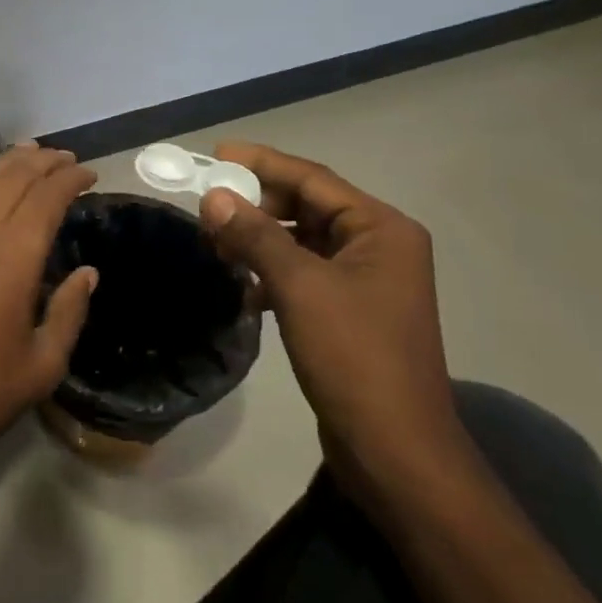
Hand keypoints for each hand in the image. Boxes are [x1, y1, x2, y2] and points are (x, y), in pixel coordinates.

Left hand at [0, 145, 97, 519]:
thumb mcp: (42, 364)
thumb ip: (69, 311)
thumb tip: (86, 272)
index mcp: (12, 256)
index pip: (45, 197)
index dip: (70, 178)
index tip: (90, 173)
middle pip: (12, 177)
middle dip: (42, 161)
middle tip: (67, 159)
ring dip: (9, 163)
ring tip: (33, 155)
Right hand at [199, 144, 469, 513]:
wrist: (394, 449)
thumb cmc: (354, 356)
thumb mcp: (299, 288)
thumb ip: (255, 236)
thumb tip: (213, 197)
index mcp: (380, 229)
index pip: (312, 178)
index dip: (261, 163)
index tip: (215, 154)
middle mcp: (377, 246)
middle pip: (306, 207)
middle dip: (256, 206)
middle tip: (207, 208)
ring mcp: (364, 280)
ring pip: (300, 241)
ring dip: (259, 240)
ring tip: (215, 245)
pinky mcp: (348, 311)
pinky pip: (302, 273)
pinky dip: (270, 273)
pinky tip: (242, 288)